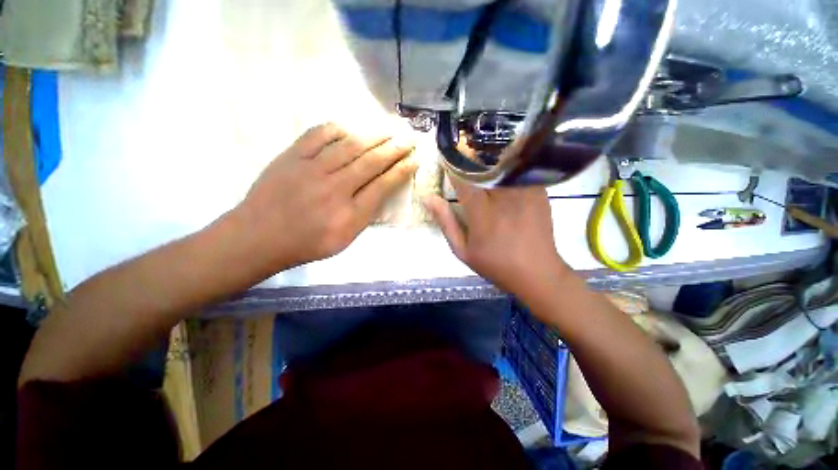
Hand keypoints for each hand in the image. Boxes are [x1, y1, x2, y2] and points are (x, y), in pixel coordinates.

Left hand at [237, 123, 415, 270]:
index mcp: (349, 214)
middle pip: (371, 162)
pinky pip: (318, 135)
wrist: (258, 236)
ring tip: (388, 130)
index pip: (383, 186)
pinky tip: (349, 128)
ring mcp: (312, 169)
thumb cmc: (306, 244)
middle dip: (394, 149)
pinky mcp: (292, 157)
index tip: (414, 160)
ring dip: (373, 136)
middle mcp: (335, 188)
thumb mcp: (344, 240)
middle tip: (408, 139)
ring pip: (350, 146)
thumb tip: (380, 192)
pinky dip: (337, 129)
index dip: (401, 171)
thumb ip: (365, 216)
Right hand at [424, 175, 567, 297]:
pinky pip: (518, 171)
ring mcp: (523, 191)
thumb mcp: (462, 250)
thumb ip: (446, 222)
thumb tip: (429, 198)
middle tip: (463, 160)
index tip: (447, 163)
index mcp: (480, 210)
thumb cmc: (495, 263)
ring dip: (488, 162)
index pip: (462, 177)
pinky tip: (503, 175)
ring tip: (481, 164)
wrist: (537, 273)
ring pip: (501, 164)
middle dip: (469, 161)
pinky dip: (507, 169)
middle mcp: (502, 196)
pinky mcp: (538, 191)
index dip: (452, 167)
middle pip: (482, 166)